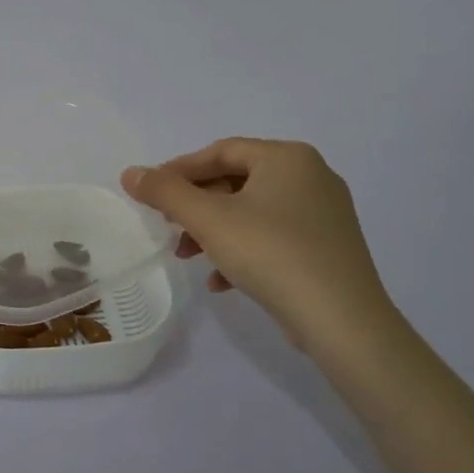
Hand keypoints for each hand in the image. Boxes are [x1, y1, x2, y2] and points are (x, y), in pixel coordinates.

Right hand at [122, 139, 396, 352]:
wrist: (343, 321)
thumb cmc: (271, 254)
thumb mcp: (208, 219)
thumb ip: (165, 192)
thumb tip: (131, 173)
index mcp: (287, 157)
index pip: (220, 151)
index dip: (179, 169)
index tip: (150, 192)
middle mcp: (311, 176)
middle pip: (235, 181)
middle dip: (195, 205)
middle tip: (168, 226)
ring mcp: (323, 213)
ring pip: (252, 212)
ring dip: (213, 231)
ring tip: (188, 256)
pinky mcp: (328, 247)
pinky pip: (274, 237)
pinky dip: (242, 251)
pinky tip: (220, 281)